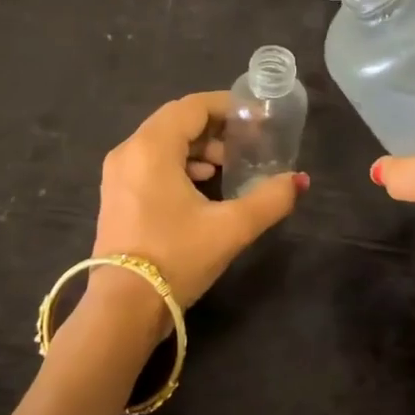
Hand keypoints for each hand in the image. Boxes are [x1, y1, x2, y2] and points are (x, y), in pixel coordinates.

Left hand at [91, 92, 305, 316]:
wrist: (123, 308)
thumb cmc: (176, 257)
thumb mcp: (231, 228)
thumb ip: (270, 199)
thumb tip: (299, 180)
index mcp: (152, 147)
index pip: (192, 106)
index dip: (227, 106)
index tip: (257, 118)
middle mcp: (129, 151)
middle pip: (176, 121)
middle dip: (214, 128)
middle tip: (246, 144)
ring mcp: (117, 174)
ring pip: (162, 143)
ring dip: (197, 147)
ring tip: (227, 167)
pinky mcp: (115, 196)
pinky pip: (150, 163)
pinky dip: (178, 164)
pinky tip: (201, 187)